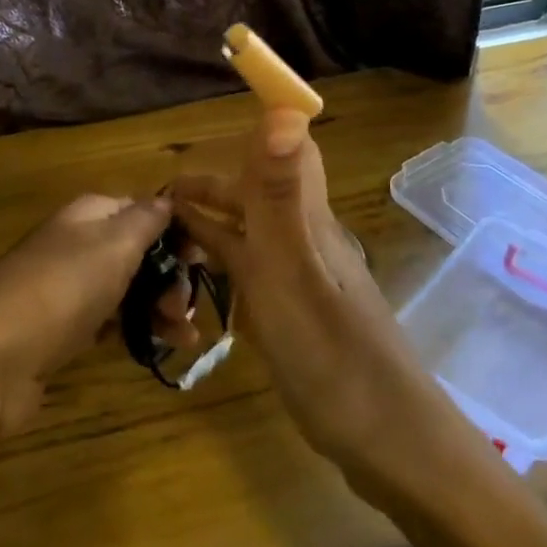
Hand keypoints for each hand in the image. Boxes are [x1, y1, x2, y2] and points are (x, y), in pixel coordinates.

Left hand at [0, 196, 194, 437]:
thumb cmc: (61, 289)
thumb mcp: (113, 244)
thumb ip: (146, 219)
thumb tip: (167, 198)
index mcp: (89, 215)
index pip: (143, 210)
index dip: (177, 230)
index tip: (206, 256)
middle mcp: (79, 245)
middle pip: (139, 252)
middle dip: (172, 275)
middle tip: (188, 305)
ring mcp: (70, 289)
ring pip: (129, 290)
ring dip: (161, 308)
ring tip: (187, 337)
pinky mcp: (64, 331)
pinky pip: (111, 323)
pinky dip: (138, 331)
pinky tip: (162, 348)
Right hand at [172, 110, 465, 477]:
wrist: (385, 439)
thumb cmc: (331, 350)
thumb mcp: (292, 266)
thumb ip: (278, 192)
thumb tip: (285, 106)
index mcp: (305, 218)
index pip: (288, 151)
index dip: (256, 130)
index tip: (208, 128)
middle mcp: (305, 239)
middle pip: (257, 195)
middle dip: (211, 189)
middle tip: (160, 202)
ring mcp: (302, 280)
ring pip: (252, 235)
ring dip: (212, 226)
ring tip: (166, 237)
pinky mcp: (297, 315)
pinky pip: (254, 275)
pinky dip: (224, 266)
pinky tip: (200, 282)